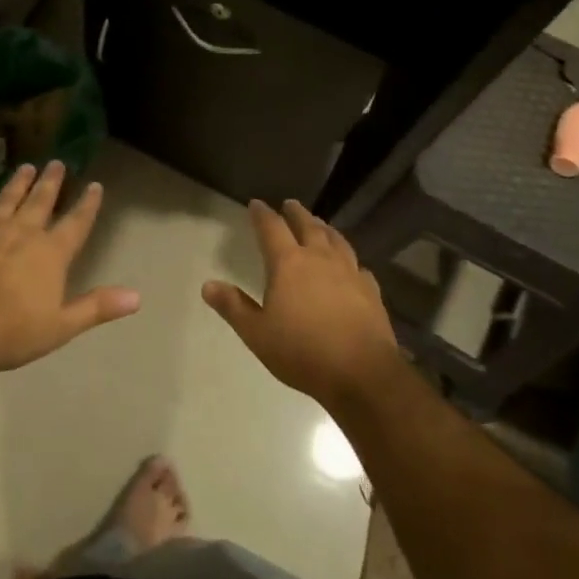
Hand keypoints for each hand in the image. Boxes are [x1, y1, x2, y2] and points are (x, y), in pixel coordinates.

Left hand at [0, 161, 139, 372]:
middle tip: (57, 161)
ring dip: (18, 183)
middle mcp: (22, 234)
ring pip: (7, 200)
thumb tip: (136, 296)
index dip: (87, 204)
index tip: (95, 185)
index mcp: (51, 254)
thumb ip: (97, 307)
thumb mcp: (61, 326)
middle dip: (51, 182)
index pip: (76, 223)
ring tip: (26, 167)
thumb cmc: (11, 332)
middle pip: (40, 202)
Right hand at [203, 199, 404, 406]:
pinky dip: (350, 259)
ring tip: (320, 224)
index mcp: (289, 264)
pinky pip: (358, 266)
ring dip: (325, 228)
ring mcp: (350, 273)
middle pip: (308, 226)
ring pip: (336, 240)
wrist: (362, 373)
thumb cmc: (302, 352)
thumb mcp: (257, 333)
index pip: (272, 229)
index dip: (262, 215)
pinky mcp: (371, 291)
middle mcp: (320, 259)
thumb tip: (208, 284)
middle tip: (290, 204)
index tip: (256, 204)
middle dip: (296, 214)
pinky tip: (351, 266)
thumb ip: (233, 306)